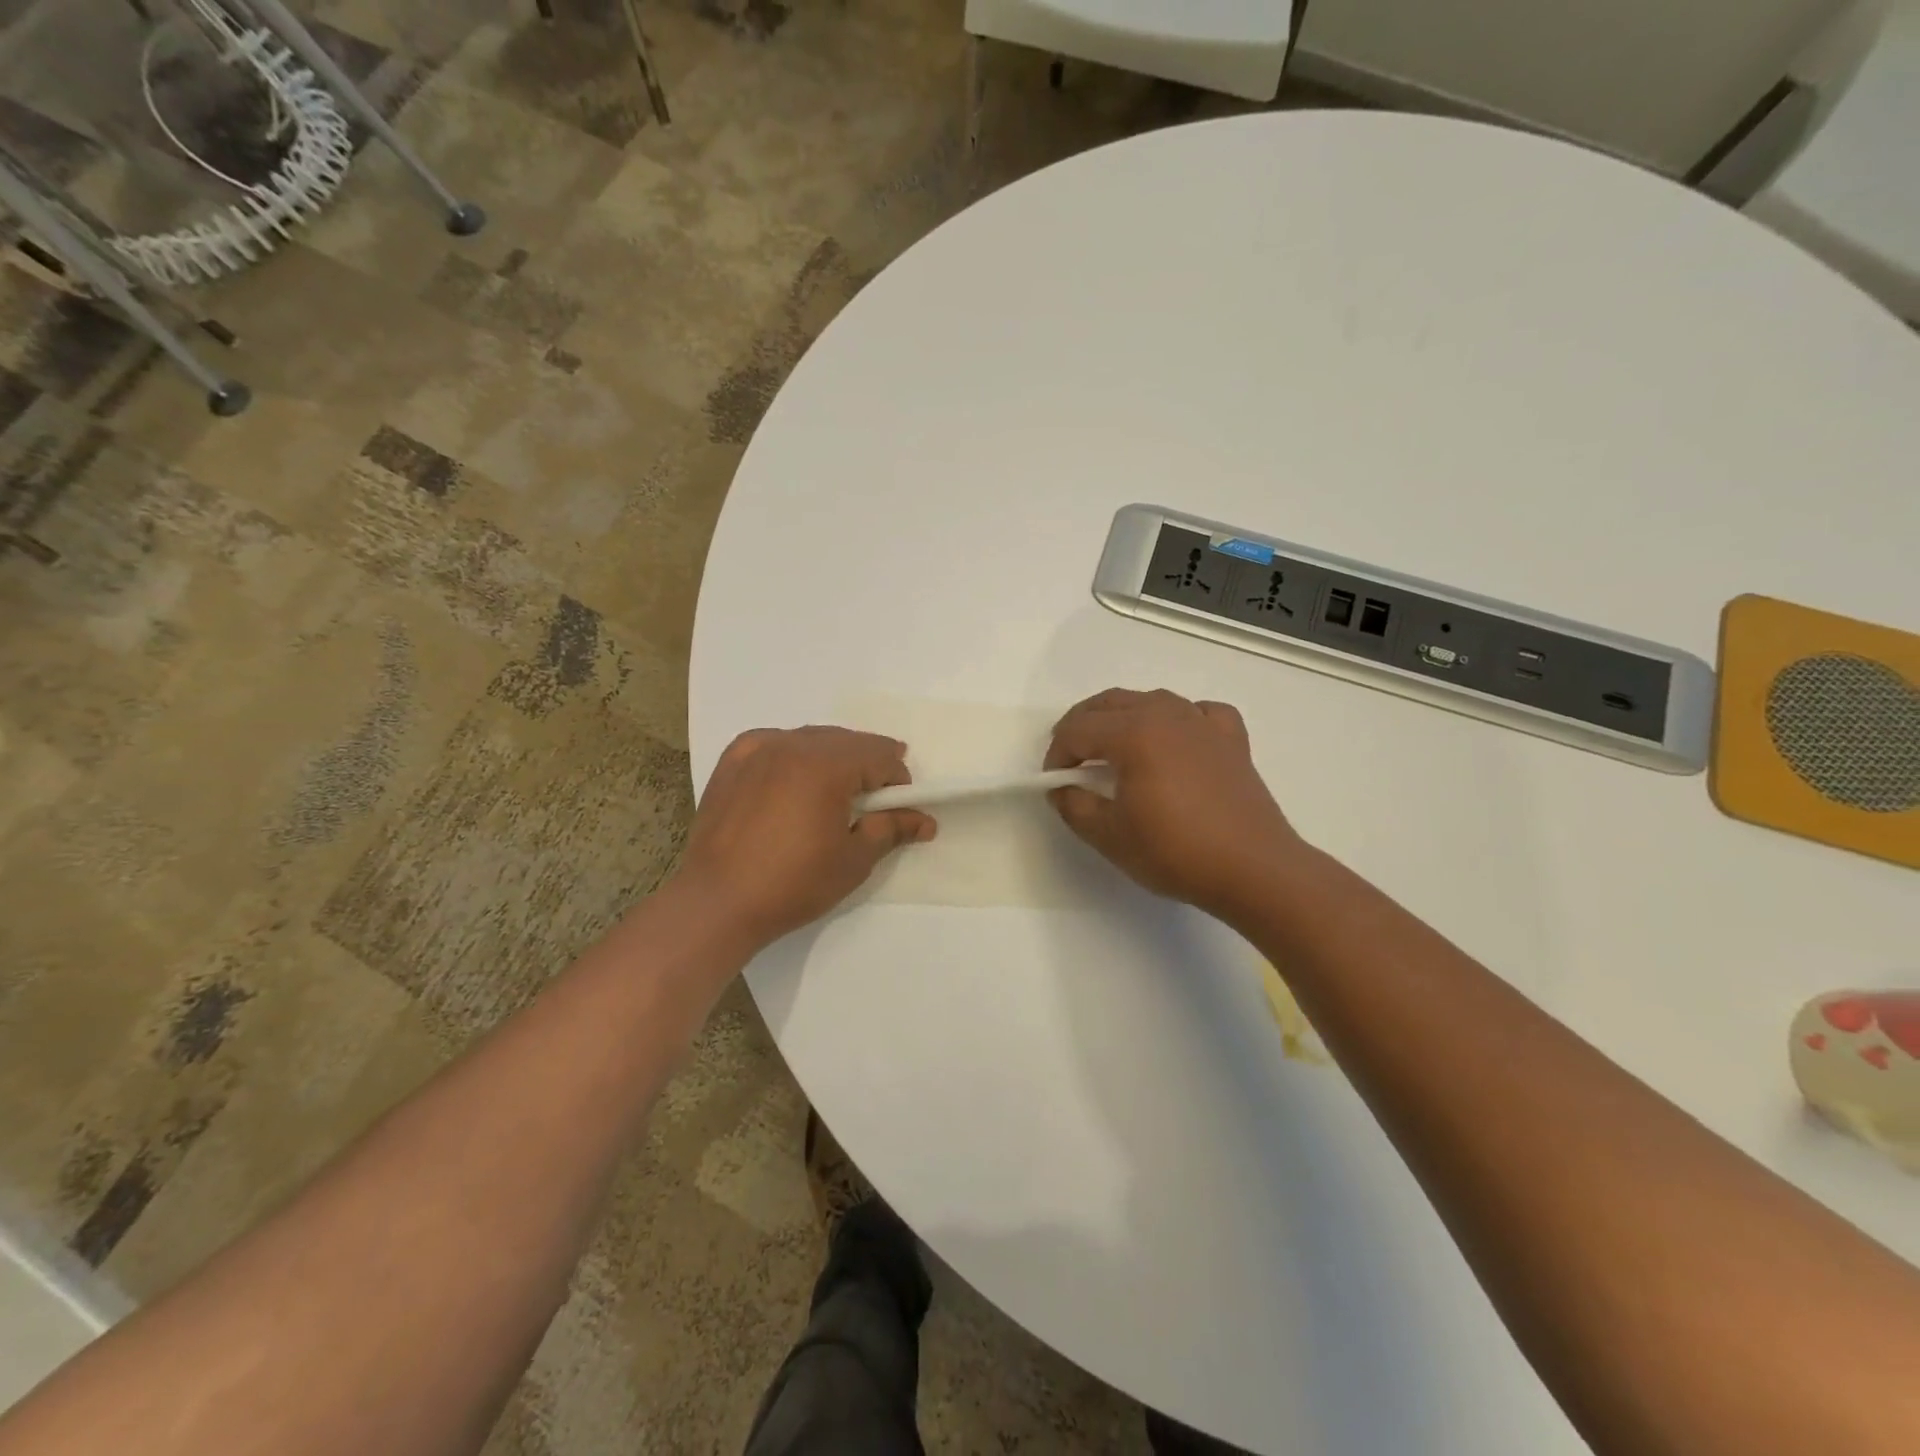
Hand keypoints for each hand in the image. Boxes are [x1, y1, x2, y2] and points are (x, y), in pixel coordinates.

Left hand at [681, 727, 934, 945]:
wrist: (716, 903)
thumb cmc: (793, 884)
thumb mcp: (854, 859)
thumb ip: (892, 829)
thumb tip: (925, 820)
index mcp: (826, 764)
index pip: (878, 755)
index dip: (897, 780)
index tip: (900, 808)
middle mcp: (792, 744)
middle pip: (846, 742)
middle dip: (867, 765)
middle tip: (873, 800)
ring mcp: (757, 749)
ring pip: (810, 739)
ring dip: (832, 758)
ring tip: (834, 791)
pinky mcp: (732, 762)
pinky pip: (774, 743)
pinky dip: (793, 754)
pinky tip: (793, 778)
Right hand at [1044, 688, 1302, 915]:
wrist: (1254, 869)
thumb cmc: (1175, 852)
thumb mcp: (1109, 836)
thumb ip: (1074, 806)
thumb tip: (1061, 789)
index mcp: (1134, 733)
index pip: (1078, 730)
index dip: (1057, 754)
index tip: (1054, 783)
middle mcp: (1167, 714)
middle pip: (1110, 703)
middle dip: (1082, 726)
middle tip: (1071, 760)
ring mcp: (1203, 723)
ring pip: (1151, 701)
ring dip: (1123, 718)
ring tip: (1114, 749)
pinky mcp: (1232, 739)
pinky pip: (1197, 713)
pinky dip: (1178, 719)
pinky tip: (1176, 740)